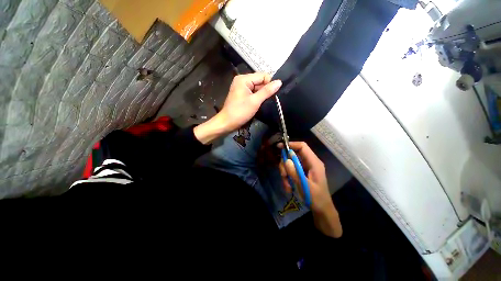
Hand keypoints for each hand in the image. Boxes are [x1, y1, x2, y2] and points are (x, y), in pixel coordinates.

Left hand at [220, 73, 281, 131]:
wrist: (227, 123)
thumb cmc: (240, 112)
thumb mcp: (255, 101)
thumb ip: (267, 91)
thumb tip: (279, 82)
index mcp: (244, 79)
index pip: (263, 76)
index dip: (270, 83)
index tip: (275, 94)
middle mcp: (242, 80)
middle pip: (260, 81)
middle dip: (266, 90)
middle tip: (272, 100)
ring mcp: (241, 88)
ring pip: (257, 88)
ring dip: (262, 95)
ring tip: (266, 103)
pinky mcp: (242, 95)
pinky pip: (253, 93)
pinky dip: (258, 97)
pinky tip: (260, 103)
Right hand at [278, 141, 341, 237]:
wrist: (322, 209)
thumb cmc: (316, 198)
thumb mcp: (305, 186)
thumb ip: (295, 173)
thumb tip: (286, 160)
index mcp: (314, 163)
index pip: (302, 147)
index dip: (291, 144)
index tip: (279, 147)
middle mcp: (309, 163)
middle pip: (293, 155)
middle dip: (285, 164)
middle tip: (283, 175)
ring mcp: (305, 168)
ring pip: (290, 163)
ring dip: (285, 173)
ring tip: (286, 185)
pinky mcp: (301, 173)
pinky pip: (290, 170)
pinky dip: (287, 177)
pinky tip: (288, 187)